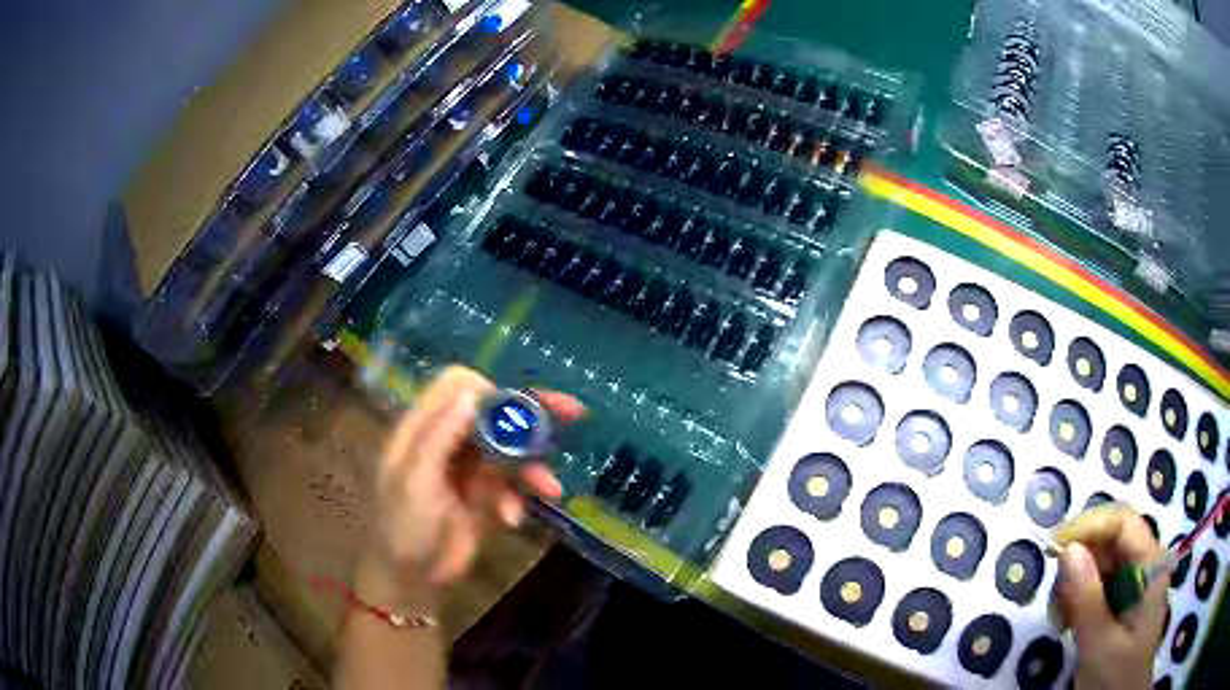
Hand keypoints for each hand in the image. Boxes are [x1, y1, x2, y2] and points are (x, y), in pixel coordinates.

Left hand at [357, 366, 582, 606]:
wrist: (413, 580)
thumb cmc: (403, 527)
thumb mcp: (414, 481)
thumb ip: (439, 436)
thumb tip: (472, 392)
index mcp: (424, 428)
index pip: (458, 386)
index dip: (488, 390)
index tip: (512, 412)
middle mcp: (449, 440)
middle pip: (493, 411)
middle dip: (531, 413)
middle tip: (572, 411)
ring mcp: (469, 468)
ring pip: (511, 448)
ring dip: (532, 466)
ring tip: (550, 489)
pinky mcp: (486, 495)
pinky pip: (514, 483)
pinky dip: (519, 498)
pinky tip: (513, 519)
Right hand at [1054, 504, 1167, 689]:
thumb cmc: (1117, 676)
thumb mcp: (1100, 646)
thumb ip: (1087, 601)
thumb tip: (1067, 550)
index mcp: (1150, 565)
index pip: (1123, 523)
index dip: (1089, 526)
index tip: (1054, 548)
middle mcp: (1145, 563)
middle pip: (1110, 540)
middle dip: (1078, 562)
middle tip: (1053, 598)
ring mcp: (1135, 581)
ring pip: (1101, 562)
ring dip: (1074, 583)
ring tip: (1059, 619)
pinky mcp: (1122, 599)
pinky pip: (1098, 583)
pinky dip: (1078, 598)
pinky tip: (1067, 623)